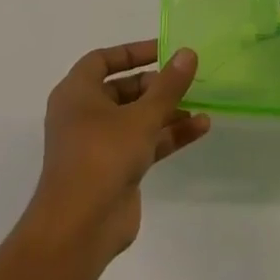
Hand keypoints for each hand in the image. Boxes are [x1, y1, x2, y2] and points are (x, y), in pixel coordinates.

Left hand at [27, 40, 208, 267]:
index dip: (133, 52)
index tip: (165, 50)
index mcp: (77, 94)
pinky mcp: (115, 170)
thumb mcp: (141, 116)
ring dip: (168, 110)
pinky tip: (201, 128)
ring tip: (202, 102)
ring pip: (137, 118)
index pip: (103, 60)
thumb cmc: (102, 157)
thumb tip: (188, 52)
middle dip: (157, 84)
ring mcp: (99, 145)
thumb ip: (168, 85)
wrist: (79, 230)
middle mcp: (84, 115)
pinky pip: (145, 142)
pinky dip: (168, 134)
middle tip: (187, 79)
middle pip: (124, 89)